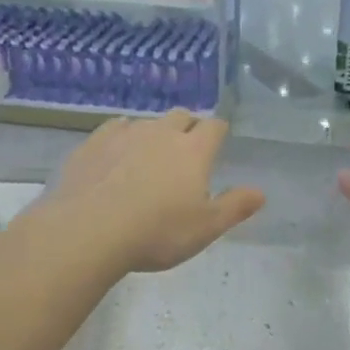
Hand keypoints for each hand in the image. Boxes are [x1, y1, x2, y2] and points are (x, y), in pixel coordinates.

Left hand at [45, 110, 264, 274]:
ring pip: (147, 122)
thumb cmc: (157, 233)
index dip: (218, 133)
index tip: (217, 145)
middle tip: (185, 152)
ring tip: (149, 158)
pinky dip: (122, 137)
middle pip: (181, 116)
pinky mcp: (93, 143)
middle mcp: (162, 132)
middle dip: (187, 127)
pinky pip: (115, 128)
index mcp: (194, 150)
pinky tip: (116, 156)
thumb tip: (261, 192)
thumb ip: (234, 207)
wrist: (88, 231)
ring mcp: (125, 134)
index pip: (214, 126)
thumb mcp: (205, 228)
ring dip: (153, 134)